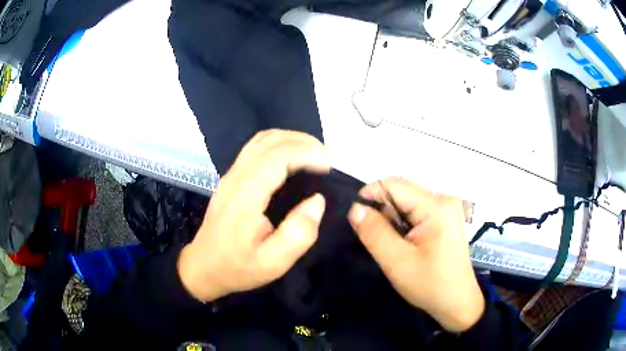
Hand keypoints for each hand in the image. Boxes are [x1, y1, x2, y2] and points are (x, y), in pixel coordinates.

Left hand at [178, 130, 329, 301]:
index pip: (277, 157)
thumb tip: (317, 201)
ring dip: (291, 140)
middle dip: (303, 142)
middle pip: (270, 140)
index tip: (331, 166)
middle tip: (329, 158)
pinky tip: (293, 159)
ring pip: (262, 140)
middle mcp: (236, 177)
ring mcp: (231, 174)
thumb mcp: (273, 263)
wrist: (203, 267)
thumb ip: (299, 234)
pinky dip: (279, 145)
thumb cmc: (237, 268)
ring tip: (315, 154)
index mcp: (245, 196)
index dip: (307, 153)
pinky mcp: (231, 177)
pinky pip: (256, 148)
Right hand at [348, 177, 483, 331]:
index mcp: (435, 206)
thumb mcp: (397, 262)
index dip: (369, 195)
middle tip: (375, 239)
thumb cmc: (430, 285)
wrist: (458, 303)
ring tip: (391, 245)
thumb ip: (374, 233)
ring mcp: (447, 209)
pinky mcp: (446, 219)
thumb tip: (355, 208)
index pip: (393, 184)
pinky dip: (404, 224)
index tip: (356, 219)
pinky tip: (404, 244)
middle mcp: (443, 200)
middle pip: (401, 192)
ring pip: (407, 203)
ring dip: (393, 220)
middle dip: (382, 211)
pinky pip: (417, 212)